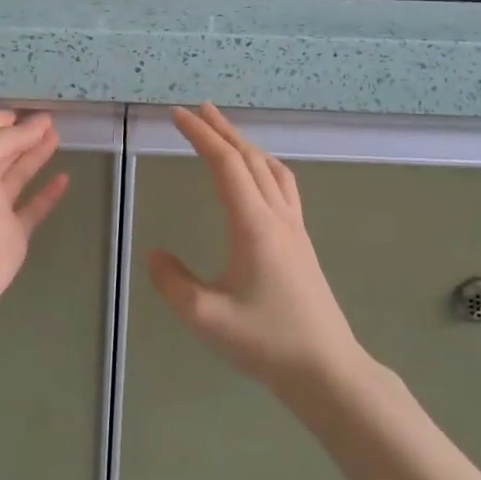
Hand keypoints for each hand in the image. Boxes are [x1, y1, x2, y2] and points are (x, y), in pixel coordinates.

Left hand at [0, 111, 68, 364]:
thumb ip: (6, 140)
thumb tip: (40, 122)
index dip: (9, 118)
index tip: (35, 107)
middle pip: (5, 149)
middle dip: (25, 133)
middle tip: (53, 118)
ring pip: (20, 174)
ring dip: (36, 155)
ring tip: (58, 136)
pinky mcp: (13, 235)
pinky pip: (34, 208)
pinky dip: (49, 194)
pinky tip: (64, 178)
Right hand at [148, 104, 359, 396]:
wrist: (326, 370)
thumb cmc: (266, 343)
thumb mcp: (206, 318)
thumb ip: (172, 283)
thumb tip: (153, 253)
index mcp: (253, 226)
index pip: (225, 165)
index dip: (200, 135)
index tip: (177, 115)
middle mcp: (277, 217)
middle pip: (249, 158)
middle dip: (221, 130)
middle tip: (196, 110)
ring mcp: (294, 228)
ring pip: (270, 169)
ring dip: (244, 144)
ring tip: (224, 132)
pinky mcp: (301, 242)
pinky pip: (283, 186)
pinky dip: (263, 164)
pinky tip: (257, 175)